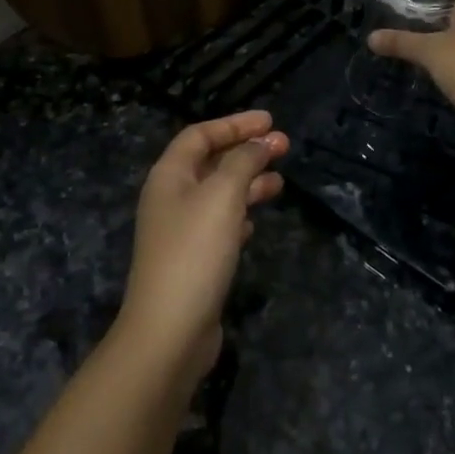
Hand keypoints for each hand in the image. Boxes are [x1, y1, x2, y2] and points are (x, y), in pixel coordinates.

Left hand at [118, 111, 288, 383]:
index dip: (235, 124)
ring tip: (280, 183)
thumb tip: (262, 141)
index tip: (270, 121)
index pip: (200, 135)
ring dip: (248, 182)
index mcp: (169, 176)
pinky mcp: (193, 261)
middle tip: (285, 147)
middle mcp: (171, 198)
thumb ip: (244, 162)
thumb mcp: (223, 196)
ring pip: (219, 194)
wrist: (169, 331)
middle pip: (211, 162)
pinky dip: (240, 215)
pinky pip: (219, 224)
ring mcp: (180, 232)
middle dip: (247, 151)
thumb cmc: (195, 252)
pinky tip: (256, 221)